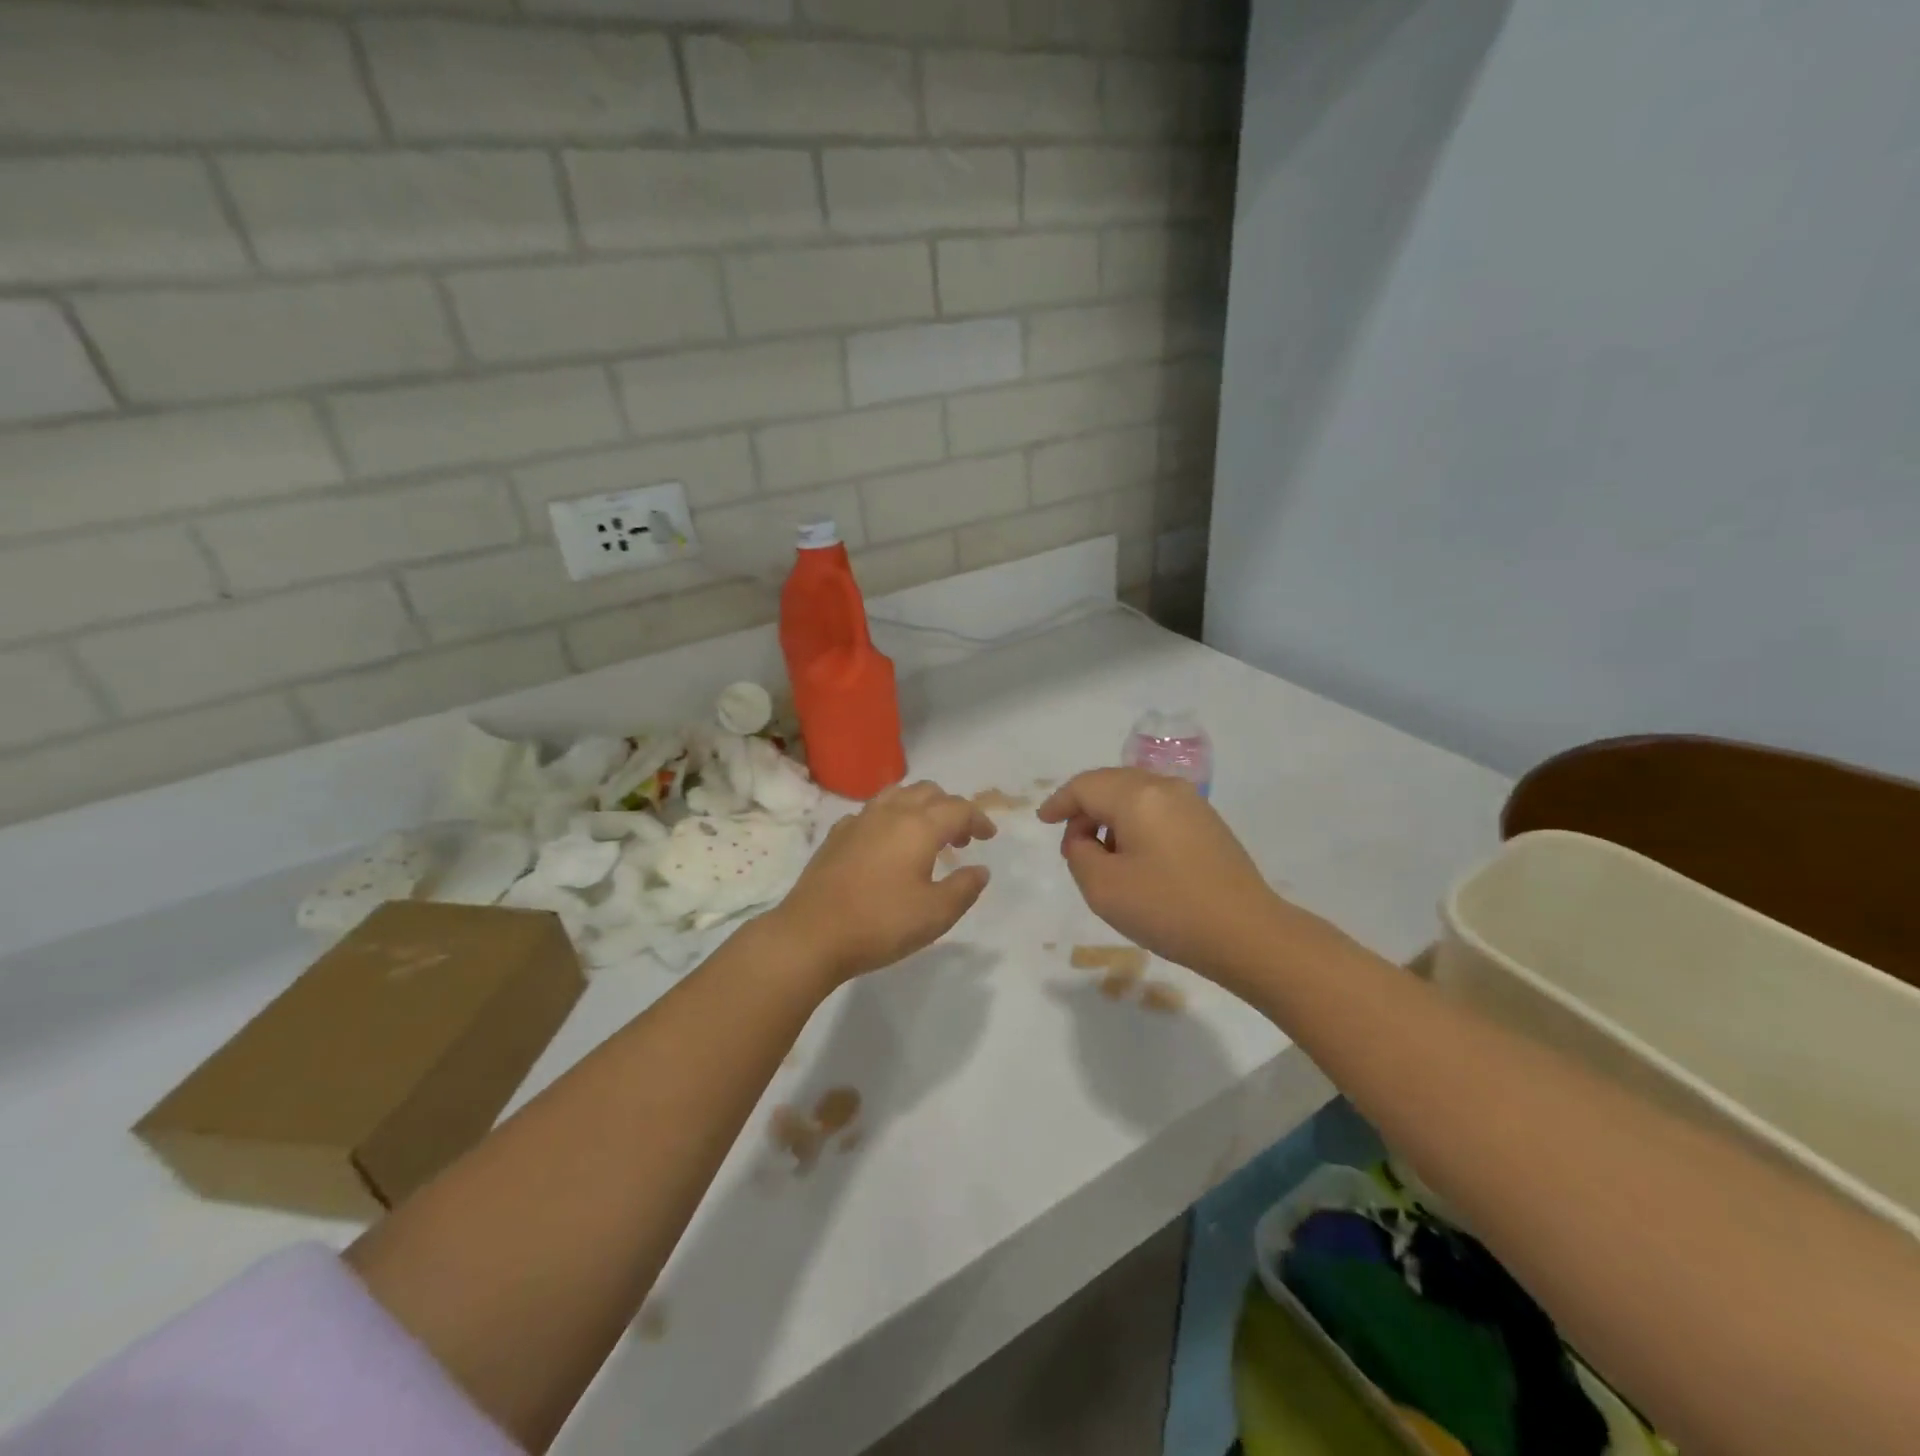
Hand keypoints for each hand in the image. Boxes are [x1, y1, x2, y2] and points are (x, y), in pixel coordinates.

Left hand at [769, 781, 995, 984]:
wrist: (811, 934)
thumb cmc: (881, 923)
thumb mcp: (936, 914)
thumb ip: (964, 888)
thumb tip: (980, 870)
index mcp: (919, 826)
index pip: (959, 808)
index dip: (979, 819)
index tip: (989, 837)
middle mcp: (890, 812)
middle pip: (928, 792)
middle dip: (950, 808)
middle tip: (960, 838)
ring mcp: (859, 820)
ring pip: (897, 795)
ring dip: (920, 807)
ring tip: (926, 835)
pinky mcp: (836, 835)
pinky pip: (872, 812)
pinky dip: (890, 818)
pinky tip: (887, 845)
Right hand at [1038, 768, 1287, 976]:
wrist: (1247, 934)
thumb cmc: (1168, 909)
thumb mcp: (1103, 887)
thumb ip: (1079, 852)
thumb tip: (1086, 837)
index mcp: (1137, 795)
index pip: (1085, 786)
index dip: (1059, 802)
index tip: (1043, 821)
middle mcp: (1165, 787)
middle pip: (1111, 784)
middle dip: (1084, 809)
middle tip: (1071, 845)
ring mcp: (1192, 804)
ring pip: (1136, 797)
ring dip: (1111, 818)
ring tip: (1102, 857)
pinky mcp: (1208, 824)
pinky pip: (1158, 810)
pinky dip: (1136, 825)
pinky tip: (1136, 859)